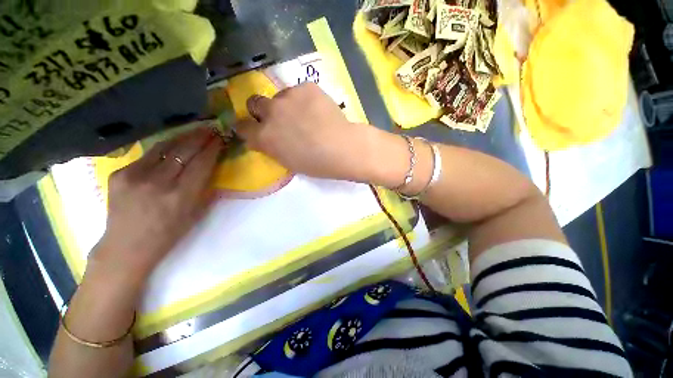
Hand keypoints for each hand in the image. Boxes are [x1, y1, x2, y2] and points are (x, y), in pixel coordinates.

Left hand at [89, 128, 223, 282]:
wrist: (126, 246)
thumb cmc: (168, 233)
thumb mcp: (195, 213)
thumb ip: (204, 187)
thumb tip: (211, 165)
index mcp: (181, 196)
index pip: (201, 163)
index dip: (212, 148)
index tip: (220, 138)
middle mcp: (158, 182)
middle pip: (184, 151)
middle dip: (199, 137)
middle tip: (210, 128)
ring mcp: (135, 176)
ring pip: (164, 147)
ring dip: (182, 138)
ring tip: (193, 131)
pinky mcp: (119, 173)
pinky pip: (147, 156)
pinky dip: (163, 150)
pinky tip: (171, 147)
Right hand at [235, 83, 381, 182]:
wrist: (343, 148)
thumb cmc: (317, 163)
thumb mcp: (288, 161)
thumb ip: (273, 147)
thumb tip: (267, 138)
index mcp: (264, 137)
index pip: (242, 127)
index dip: (248, 128)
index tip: (255, 129)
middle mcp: (271, 113)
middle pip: (254, 103)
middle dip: (261, 111)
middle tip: (279, 118)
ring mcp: (288, 97)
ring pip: (279, 96)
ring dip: (286, 105)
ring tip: (305, 115)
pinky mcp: (306, 87)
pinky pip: (299, 91)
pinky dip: (304, 100)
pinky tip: (317, 110)